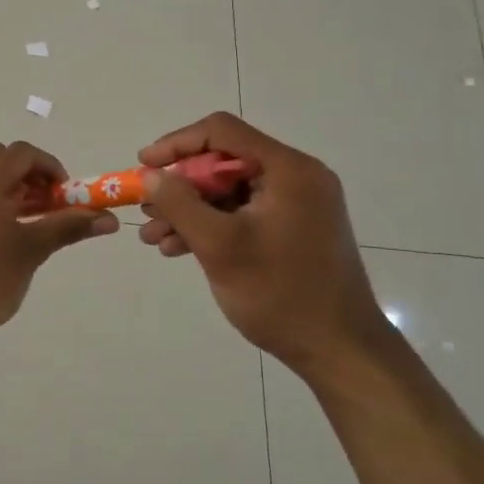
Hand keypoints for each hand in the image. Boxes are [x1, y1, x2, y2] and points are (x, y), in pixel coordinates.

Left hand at [0, 141, 118, 347]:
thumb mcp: (32, 250)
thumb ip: (68, 227)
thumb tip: (109, 218)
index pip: (22, 153)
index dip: (50, 167)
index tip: (67, 195)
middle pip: (0, 159)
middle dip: (29, 175)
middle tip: (48, 204)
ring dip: (11, 190)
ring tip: (32, 224)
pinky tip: (6, 239)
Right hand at [136, 113, 397, 380]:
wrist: (339, 351)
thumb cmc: (279, 293)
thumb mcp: (220, 246)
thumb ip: (180, 204)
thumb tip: (151, 174)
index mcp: (287, 170)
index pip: (222, 132)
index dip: (176, 144)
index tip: (144, 165)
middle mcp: (296, 178)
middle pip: (224, 162)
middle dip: (179, 186)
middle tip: (147, 209)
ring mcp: (296, 205)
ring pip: (229, 192)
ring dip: (189, 210)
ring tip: (153, 237)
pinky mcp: (292, 230)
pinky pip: (242, 214)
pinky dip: (211, 226)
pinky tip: (178, 248)